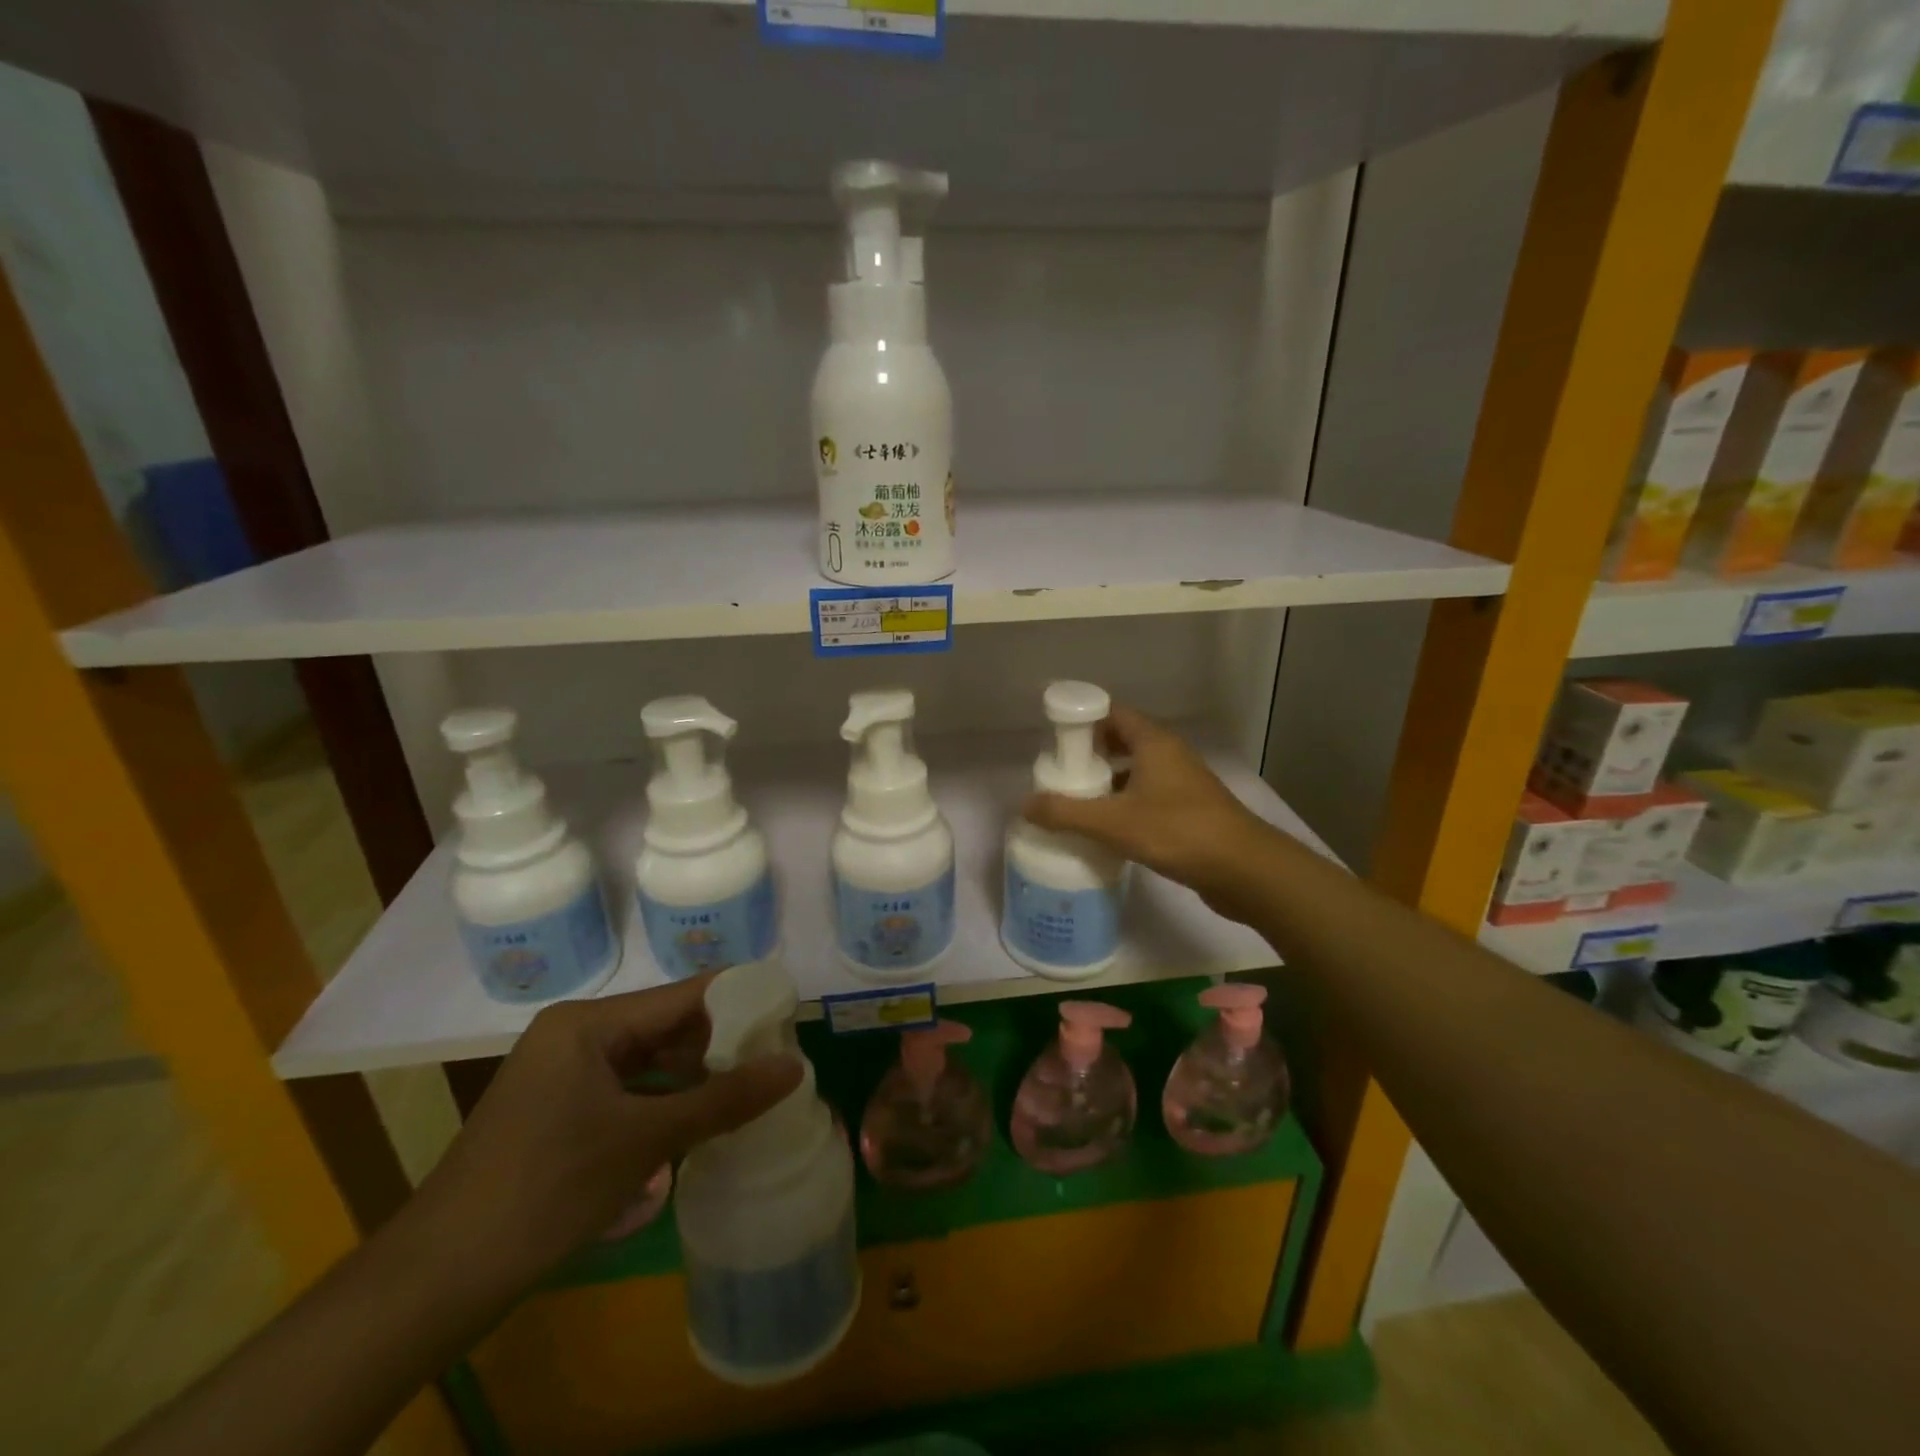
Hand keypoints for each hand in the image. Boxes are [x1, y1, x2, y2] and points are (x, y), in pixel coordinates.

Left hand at [411, 975, 800, 1284]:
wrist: (438, 1279)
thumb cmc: (548, 1188)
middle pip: (665, 1026)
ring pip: (646, 1060)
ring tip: (744, 1093)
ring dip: (692, 1078)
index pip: (683, 995)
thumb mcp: (646, 1141)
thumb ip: (724, 1099)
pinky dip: (661, 1103)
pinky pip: (624, 1090)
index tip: (787, 1011)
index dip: (738, 999)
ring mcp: (561, 1073)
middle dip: (718, 1044)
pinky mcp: (556, 1109)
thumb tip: (795, 1067)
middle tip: (774, 1061)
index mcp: (589, 1022)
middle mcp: (575, 1034)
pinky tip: (694, 1126)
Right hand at [1023, 706, 1276, 918]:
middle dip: (1090, 755)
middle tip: (1061, 775)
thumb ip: (1066, 813)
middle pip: (1122, 741)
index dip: (1082, 722)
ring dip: (1108, 782)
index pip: (1112, 713)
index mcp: (1154, 742)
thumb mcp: (1114, 822)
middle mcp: (1169, 755)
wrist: (1245, 870)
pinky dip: (1125, 805)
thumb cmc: (1178, 832)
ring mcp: (1183, 783)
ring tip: (1077, 803)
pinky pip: (1148, 796)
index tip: (1054, 743)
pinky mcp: (1189, 811)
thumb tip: (1024, 805)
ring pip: (1136, 771)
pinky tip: (1108, 830)